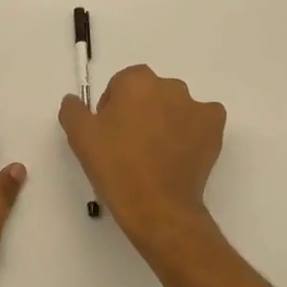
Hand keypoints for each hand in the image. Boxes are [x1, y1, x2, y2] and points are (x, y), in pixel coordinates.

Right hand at [59, 65, 225, 253]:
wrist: (157, 206)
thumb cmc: (116, 167)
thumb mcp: (80, 137)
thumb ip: (73, 110)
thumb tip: (74, 100)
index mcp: (136, 81)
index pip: (121, 85)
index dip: (113, 108)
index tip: (110, 134)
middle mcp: (169, 85)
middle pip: (149, 92)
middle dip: (140, 111)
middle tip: (131, 145)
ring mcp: (195, 104)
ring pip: (175, 105)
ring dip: (166, 119)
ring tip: (157, 153)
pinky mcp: (214, 125)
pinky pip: (202, 118)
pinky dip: (193, 129)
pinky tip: (182, 151)